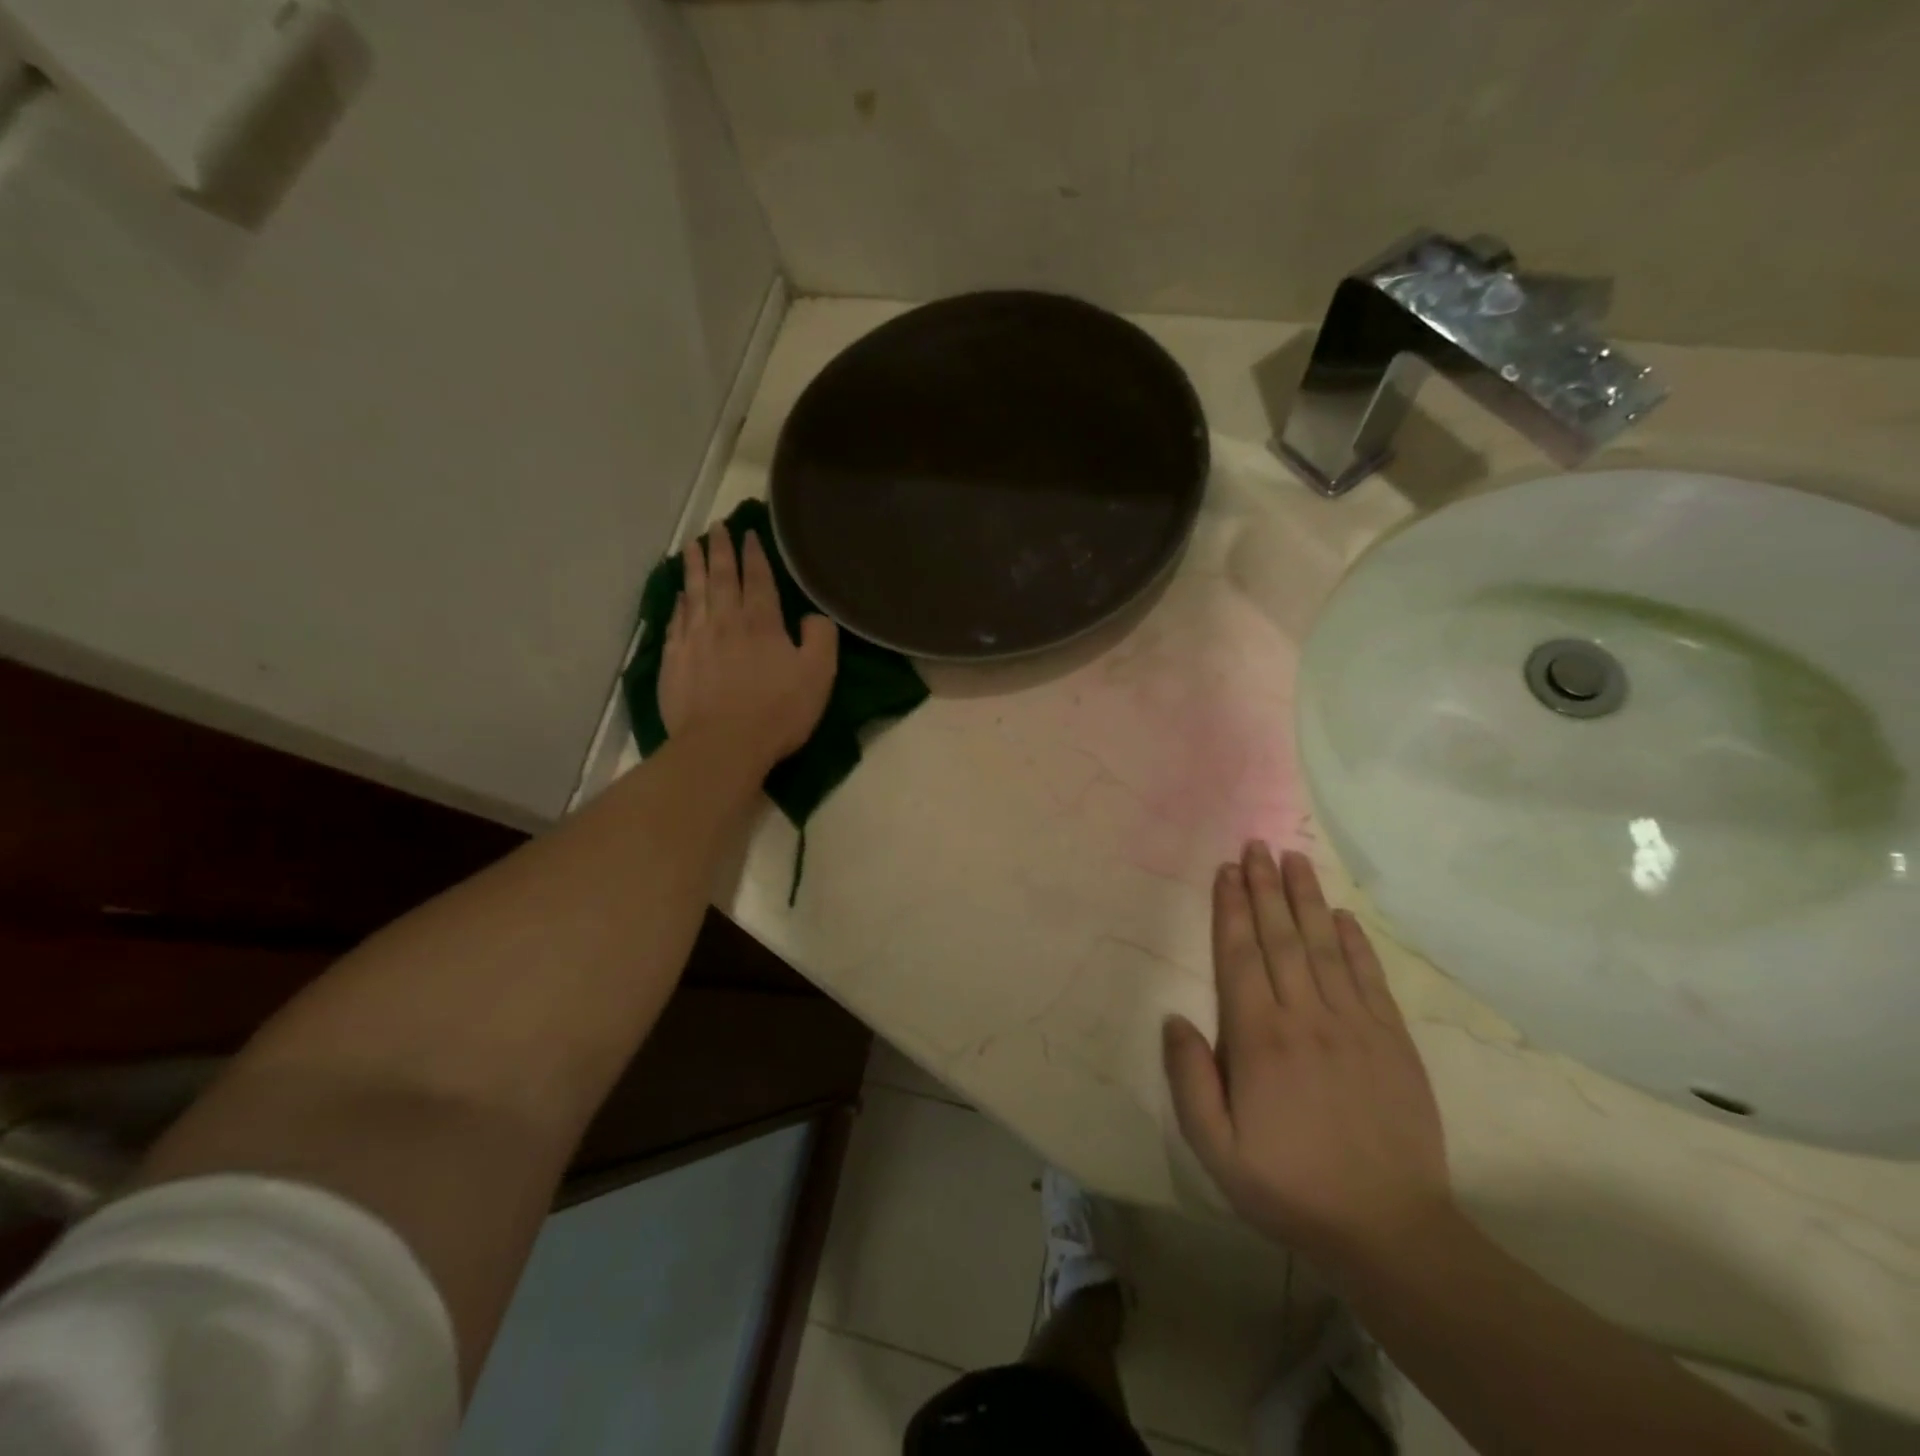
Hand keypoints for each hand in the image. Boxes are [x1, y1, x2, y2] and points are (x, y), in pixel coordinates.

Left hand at [659, 526, 836, 772]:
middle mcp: (725, 620)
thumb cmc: (777, 711)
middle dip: (720, 549)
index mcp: (762, 622)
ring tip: (691, 545)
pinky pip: (676, 621)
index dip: (754, 554)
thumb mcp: (819, 675)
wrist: (721, 745)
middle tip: (716, 527)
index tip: (748, 533)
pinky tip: (678, 595)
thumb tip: (811, 616)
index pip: (757, 578)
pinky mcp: (674, 660)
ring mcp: (695, 639)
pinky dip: (678, 602)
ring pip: (693, 592)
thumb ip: (820, 637)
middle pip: (720, 577)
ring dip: (693, 566)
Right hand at [1164, 845, 1451, 1269]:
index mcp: (1259, 1040)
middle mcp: (1305, 1018)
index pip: (1239, 957)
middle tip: (1256, 845)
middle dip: (1265, 888)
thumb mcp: (1216, 1149)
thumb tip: (1175, 1018)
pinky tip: (1343, 914)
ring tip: (1294, 859)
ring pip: (1325, 946)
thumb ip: (1189, 1080)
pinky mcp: (1392, 1040)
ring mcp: (1354, 1025)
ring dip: (1306, 899)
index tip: (1225, 871)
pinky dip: (1355, 941)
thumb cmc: (1290, 1187)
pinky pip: (1369, 977)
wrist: (1389, 1230)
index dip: (1230, 909)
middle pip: (1281, 938)